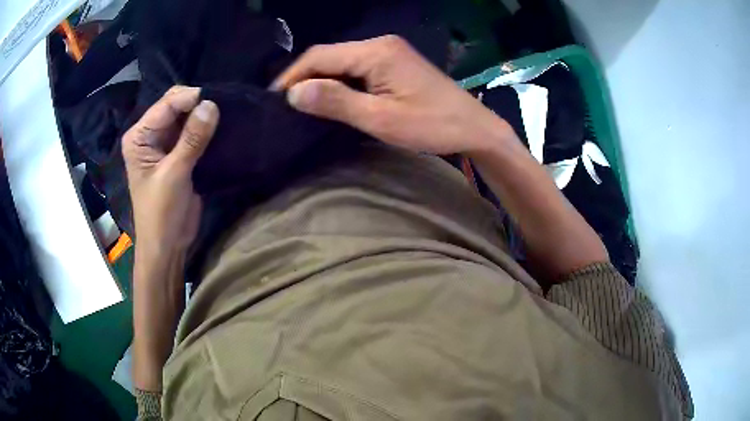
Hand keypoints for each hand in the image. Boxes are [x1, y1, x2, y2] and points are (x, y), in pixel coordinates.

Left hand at [122, 86, 218, 254]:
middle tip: (221, 108)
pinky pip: (194, 133)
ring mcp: (165, 144)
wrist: (167, 244)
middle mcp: (150, 135)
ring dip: (203, 115)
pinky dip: (206, 129)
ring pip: (186, 117)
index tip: (217, 99)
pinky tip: (221, 126)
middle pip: (175, 106)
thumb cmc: (161, 212)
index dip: (190, 98)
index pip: (166, 105)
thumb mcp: (174, 174)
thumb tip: (212, 104)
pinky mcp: (178, 155)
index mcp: (139, 136)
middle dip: (196, 104)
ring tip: (226, 113)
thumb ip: (192, 139)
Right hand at [273, 35, 514, 154]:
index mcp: (375, 52)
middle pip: (330, 55)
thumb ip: (336, 102)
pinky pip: (357, 66)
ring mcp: (389, 51)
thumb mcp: (380, 118)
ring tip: (302, 104)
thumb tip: (294, 93)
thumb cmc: (431, 125)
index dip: (293, 76)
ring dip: (321, 79)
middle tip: (286, 105)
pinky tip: (331, 97)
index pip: (320, 56)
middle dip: (305, 77)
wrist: (473, 127)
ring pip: (342, 61)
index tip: (275, 100)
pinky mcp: (395, 62)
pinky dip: (340, 81)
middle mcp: (380, 44)